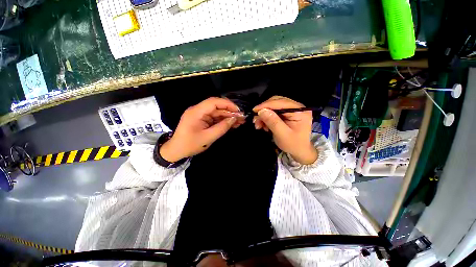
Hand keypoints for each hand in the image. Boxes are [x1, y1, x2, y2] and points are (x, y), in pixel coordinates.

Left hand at [160, 97, 244, 161]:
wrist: (176, 151)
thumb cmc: (190, 145)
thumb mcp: (208, 137)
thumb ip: (222, 127)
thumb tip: (234, 119)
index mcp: (196, 112)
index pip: (214, 102)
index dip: (227, 104)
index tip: (238, 110)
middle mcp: (198, 110)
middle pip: (217, 107)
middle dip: (230, 112)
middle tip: (242, 117)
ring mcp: (201, 115)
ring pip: (217, 113)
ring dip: (228, 117)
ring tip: (240, 122)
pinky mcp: (203, 120)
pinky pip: (215, 118)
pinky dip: (223, 121)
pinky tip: (232, 124)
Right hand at [253, 96, 317, 164]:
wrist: (299, 151)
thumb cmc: (293, 144)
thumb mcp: (282, 135)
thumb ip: (273, 122)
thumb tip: (262, 111)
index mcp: (299, 111)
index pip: (280, 102)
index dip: (266, 105)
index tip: (254, 110)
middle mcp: (296, 107)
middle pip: (276, 102)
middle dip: (264, 111)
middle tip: (256, 120)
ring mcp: (291, 110)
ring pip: (273, 107)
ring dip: (264, 115)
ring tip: (258, 125)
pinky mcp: (287, 114)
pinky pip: (273, 112)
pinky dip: (266, 118)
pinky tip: (264, 125)